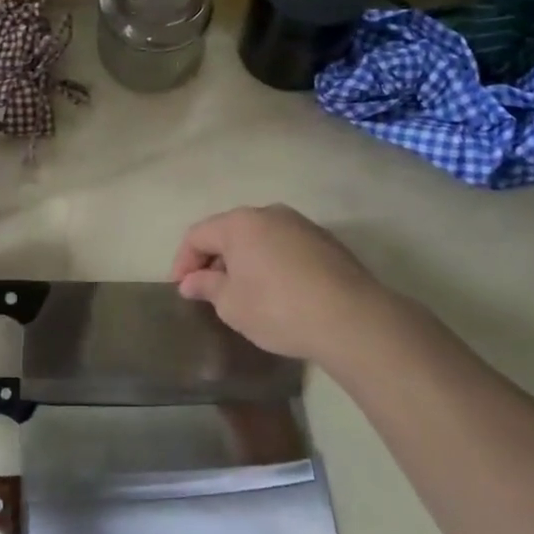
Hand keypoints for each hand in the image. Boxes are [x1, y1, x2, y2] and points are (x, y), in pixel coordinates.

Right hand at [171, 205, 398, 372]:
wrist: (351, 319)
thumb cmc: (278, 309)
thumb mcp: (232, 305)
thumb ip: (207, 287)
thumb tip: (191, 281)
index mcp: (240, 223)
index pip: (198, 234)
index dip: (183, 261)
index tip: (182, 290)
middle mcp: (270, 213)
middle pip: (230, 231)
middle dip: (214, 259)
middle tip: (208, 291)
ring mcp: (302, 225)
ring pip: (261, 238)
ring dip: (245, 260)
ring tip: (243, 292)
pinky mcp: (327, 242)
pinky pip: (286, 247)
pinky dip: (272, 264)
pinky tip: (277, 292)